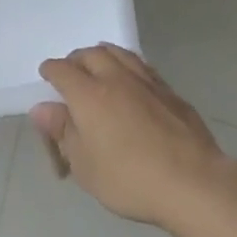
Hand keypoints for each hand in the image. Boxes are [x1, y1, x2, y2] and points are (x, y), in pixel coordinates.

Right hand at [31, 44, 236, 229]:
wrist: (194, 184)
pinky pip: (142, 66)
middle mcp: (115, 78)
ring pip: (118, 53)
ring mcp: (146, 81)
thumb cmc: (130, 179)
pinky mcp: (170, 92)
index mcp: (88, 94)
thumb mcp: (84, 166)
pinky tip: (131, 81)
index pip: (61, 70)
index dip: (50, 71)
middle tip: (72, 74)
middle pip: (90, 54)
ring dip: (103, 56)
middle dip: (76, 60)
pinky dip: (128, 66)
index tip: (46, 77)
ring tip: (100, 68)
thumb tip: (43, 109)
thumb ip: (62, 132)